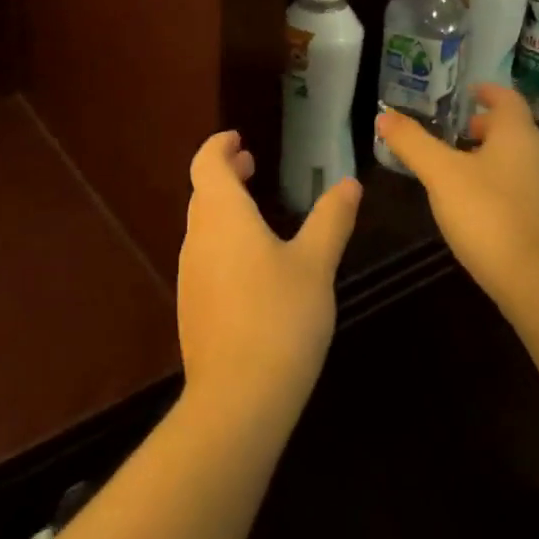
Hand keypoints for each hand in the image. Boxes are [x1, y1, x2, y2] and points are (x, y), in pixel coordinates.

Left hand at [176, 131, 360, 427]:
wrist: (237, 400)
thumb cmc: (279, 318)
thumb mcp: (315, 265)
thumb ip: (331, 220)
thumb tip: (349, 184)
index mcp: (222, 215)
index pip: (206, 162)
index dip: (219, 145)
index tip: (238, 138)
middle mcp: (197, 236)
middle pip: (203, 191)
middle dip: (224, 173)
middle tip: (250, 164)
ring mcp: (189, 273)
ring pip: (201, 224)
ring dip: (223, 206)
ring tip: (254, 210)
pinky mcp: (191, 306)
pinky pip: (203, 255)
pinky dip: (221, 239)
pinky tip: (249, 264)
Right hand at [373, 83, 538, 311]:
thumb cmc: (489, 215)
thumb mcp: (440, 175)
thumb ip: (412, 143)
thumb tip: (384, 115)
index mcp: (519, 135)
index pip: (507, 99)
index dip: (486, 92)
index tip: (468, 92)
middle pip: (515, 131)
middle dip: (486, 129)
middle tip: (456, 135)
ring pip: (523, 162)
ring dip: (495, 160)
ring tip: (463, 173)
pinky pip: (529, 192)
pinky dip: (506, 188)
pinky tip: (484, 210)